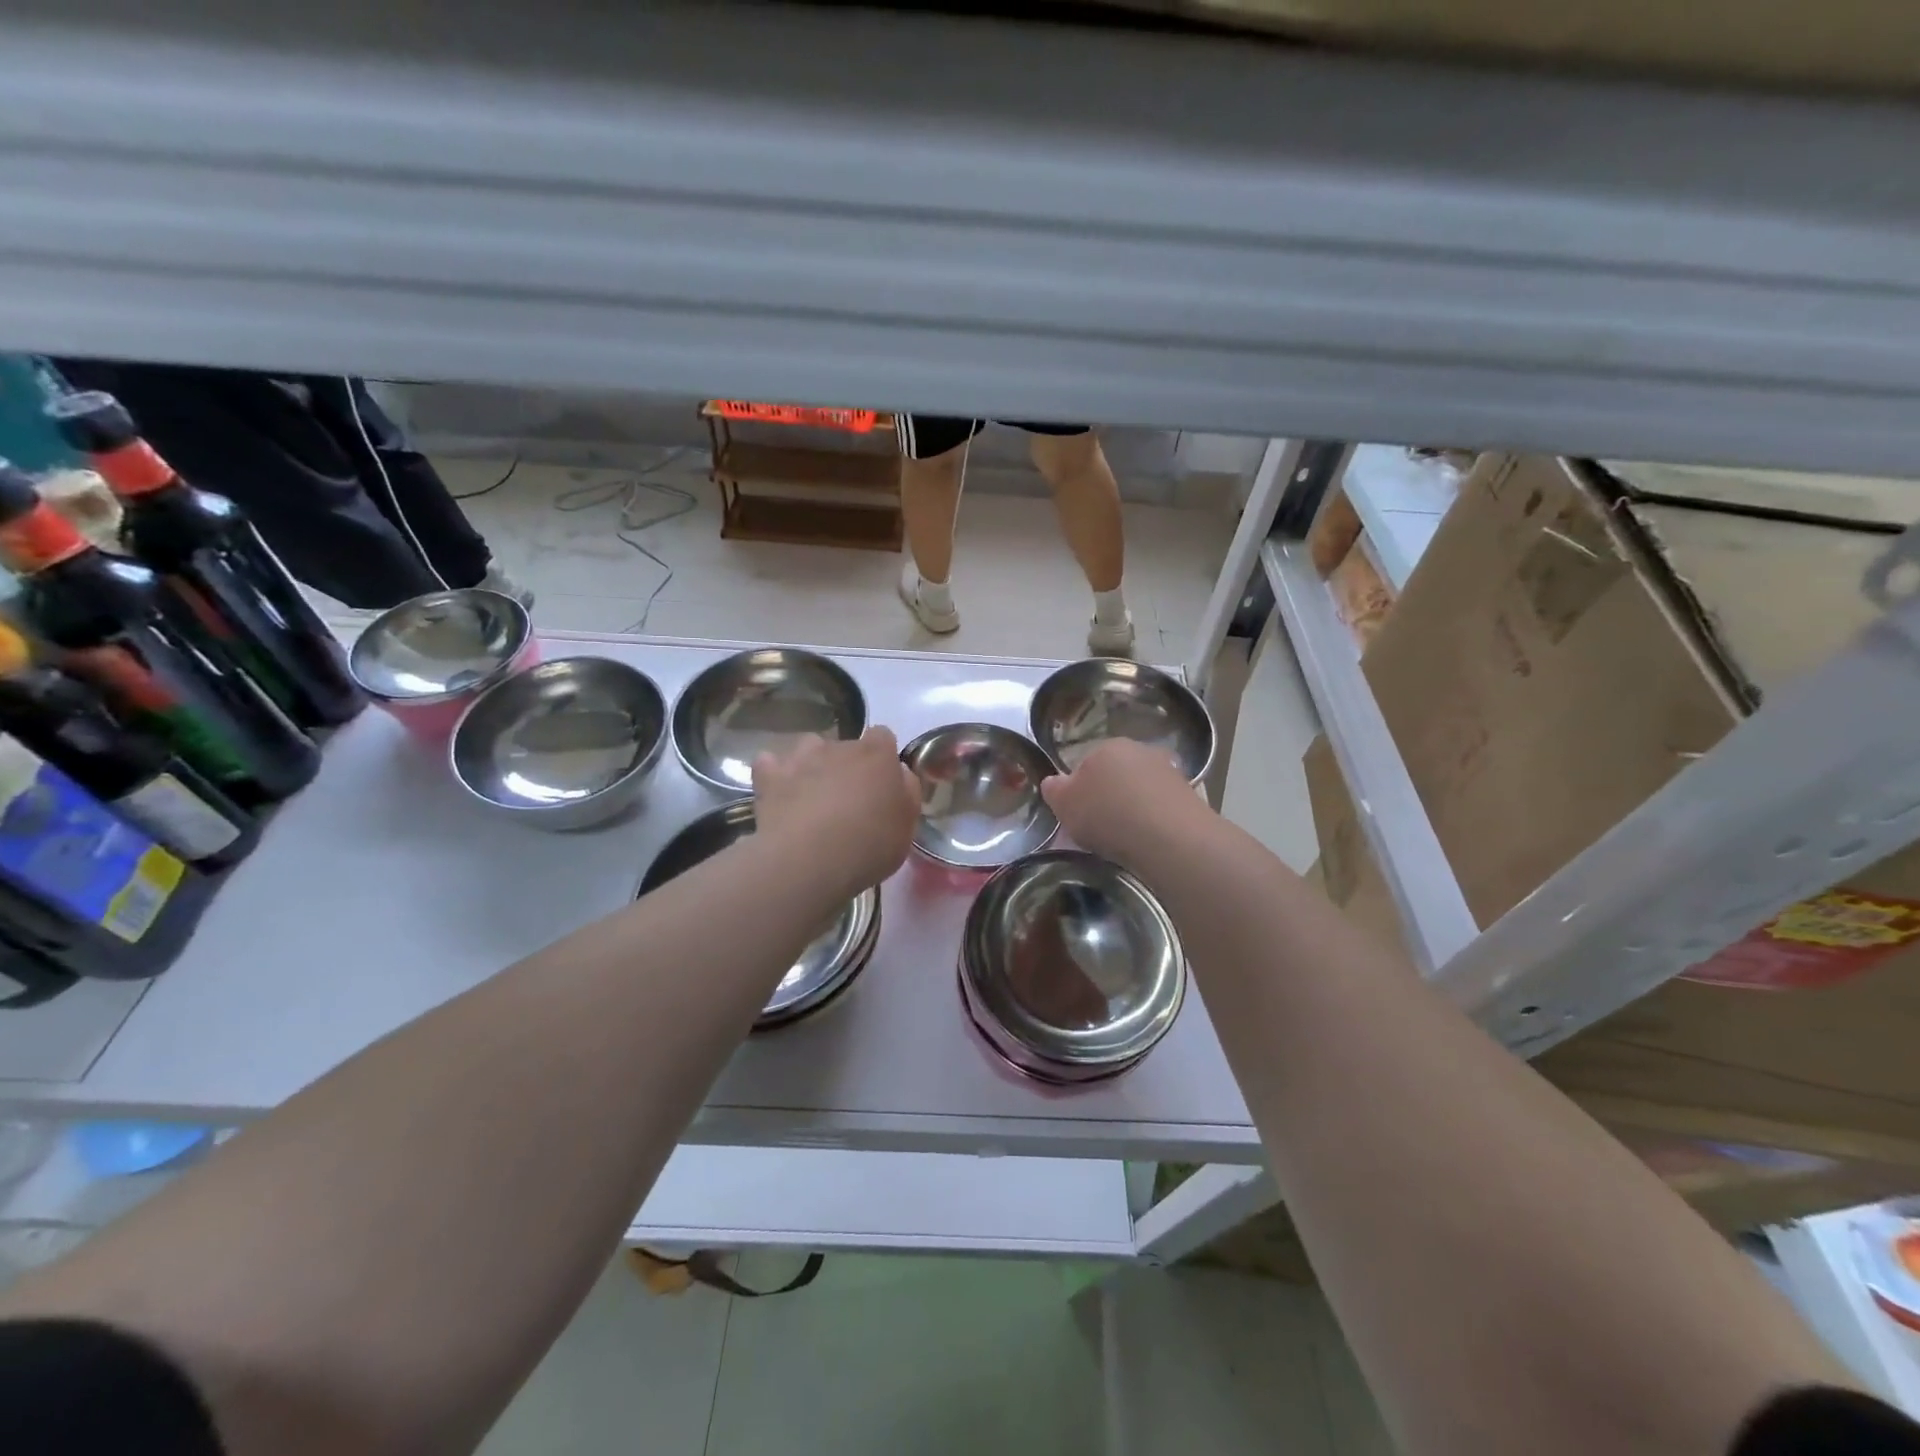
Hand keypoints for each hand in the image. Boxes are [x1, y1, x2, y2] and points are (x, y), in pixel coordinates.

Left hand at [752, 728, 919, 896]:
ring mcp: (801, 758)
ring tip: (812, 795)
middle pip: (845, 745)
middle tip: (848, 800)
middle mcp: (839, 746)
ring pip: (808, 748)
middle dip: (847, 765)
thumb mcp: (906, 826)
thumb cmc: (869, 845)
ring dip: (812, 764)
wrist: (810, 861)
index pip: (883, 736)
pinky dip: (774, 774)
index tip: (881, 782)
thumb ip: (907, 792)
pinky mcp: (770, 776)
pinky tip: (778, 793)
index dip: (882, 756)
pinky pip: (770, 764)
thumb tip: (899, 774)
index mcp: (877, 755)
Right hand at [1040, 738, 1208, 869]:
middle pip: (1116, 775)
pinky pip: (1161, 807)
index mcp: (1106, 746)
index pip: (1085, 764)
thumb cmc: (1107, 814)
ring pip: (1141, 790)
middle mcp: (1140, 750)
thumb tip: (1052, 782)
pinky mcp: (1191, 794)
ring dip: (1134, 808)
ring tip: (1127, 839)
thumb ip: (1054, 790)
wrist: (1169, 837)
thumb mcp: (1064, 804)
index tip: (1079, 814)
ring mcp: (1169, 771)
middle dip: (1109, 796)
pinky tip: (1149, 841)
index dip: (1079, 790)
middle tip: (1101, 828)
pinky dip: (1155, 820)